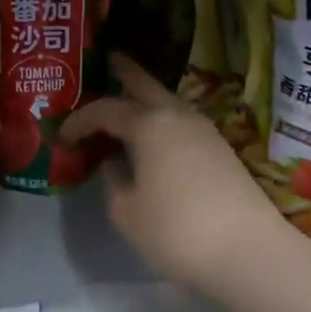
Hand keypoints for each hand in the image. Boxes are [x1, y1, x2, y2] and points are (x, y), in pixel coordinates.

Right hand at [63, 55, 300, 296]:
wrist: (249, 251)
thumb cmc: (177, 231)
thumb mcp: (128, 212)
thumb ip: (114, 182)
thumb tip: (114, 164)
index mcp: (149, 124)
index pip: (105, 110)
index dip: (79, 120)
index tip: (62, 135)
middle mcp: (177, 116)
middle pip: (145, 85)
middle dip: (125, 72)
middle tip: (107, 60)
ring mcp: (204, 131)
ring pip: (167, 102)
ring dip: (145, 99)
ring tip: (125, 102)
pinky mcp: (220, 149)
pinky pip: (180, 122)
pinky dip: (161, 120)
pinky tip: (152, 136)